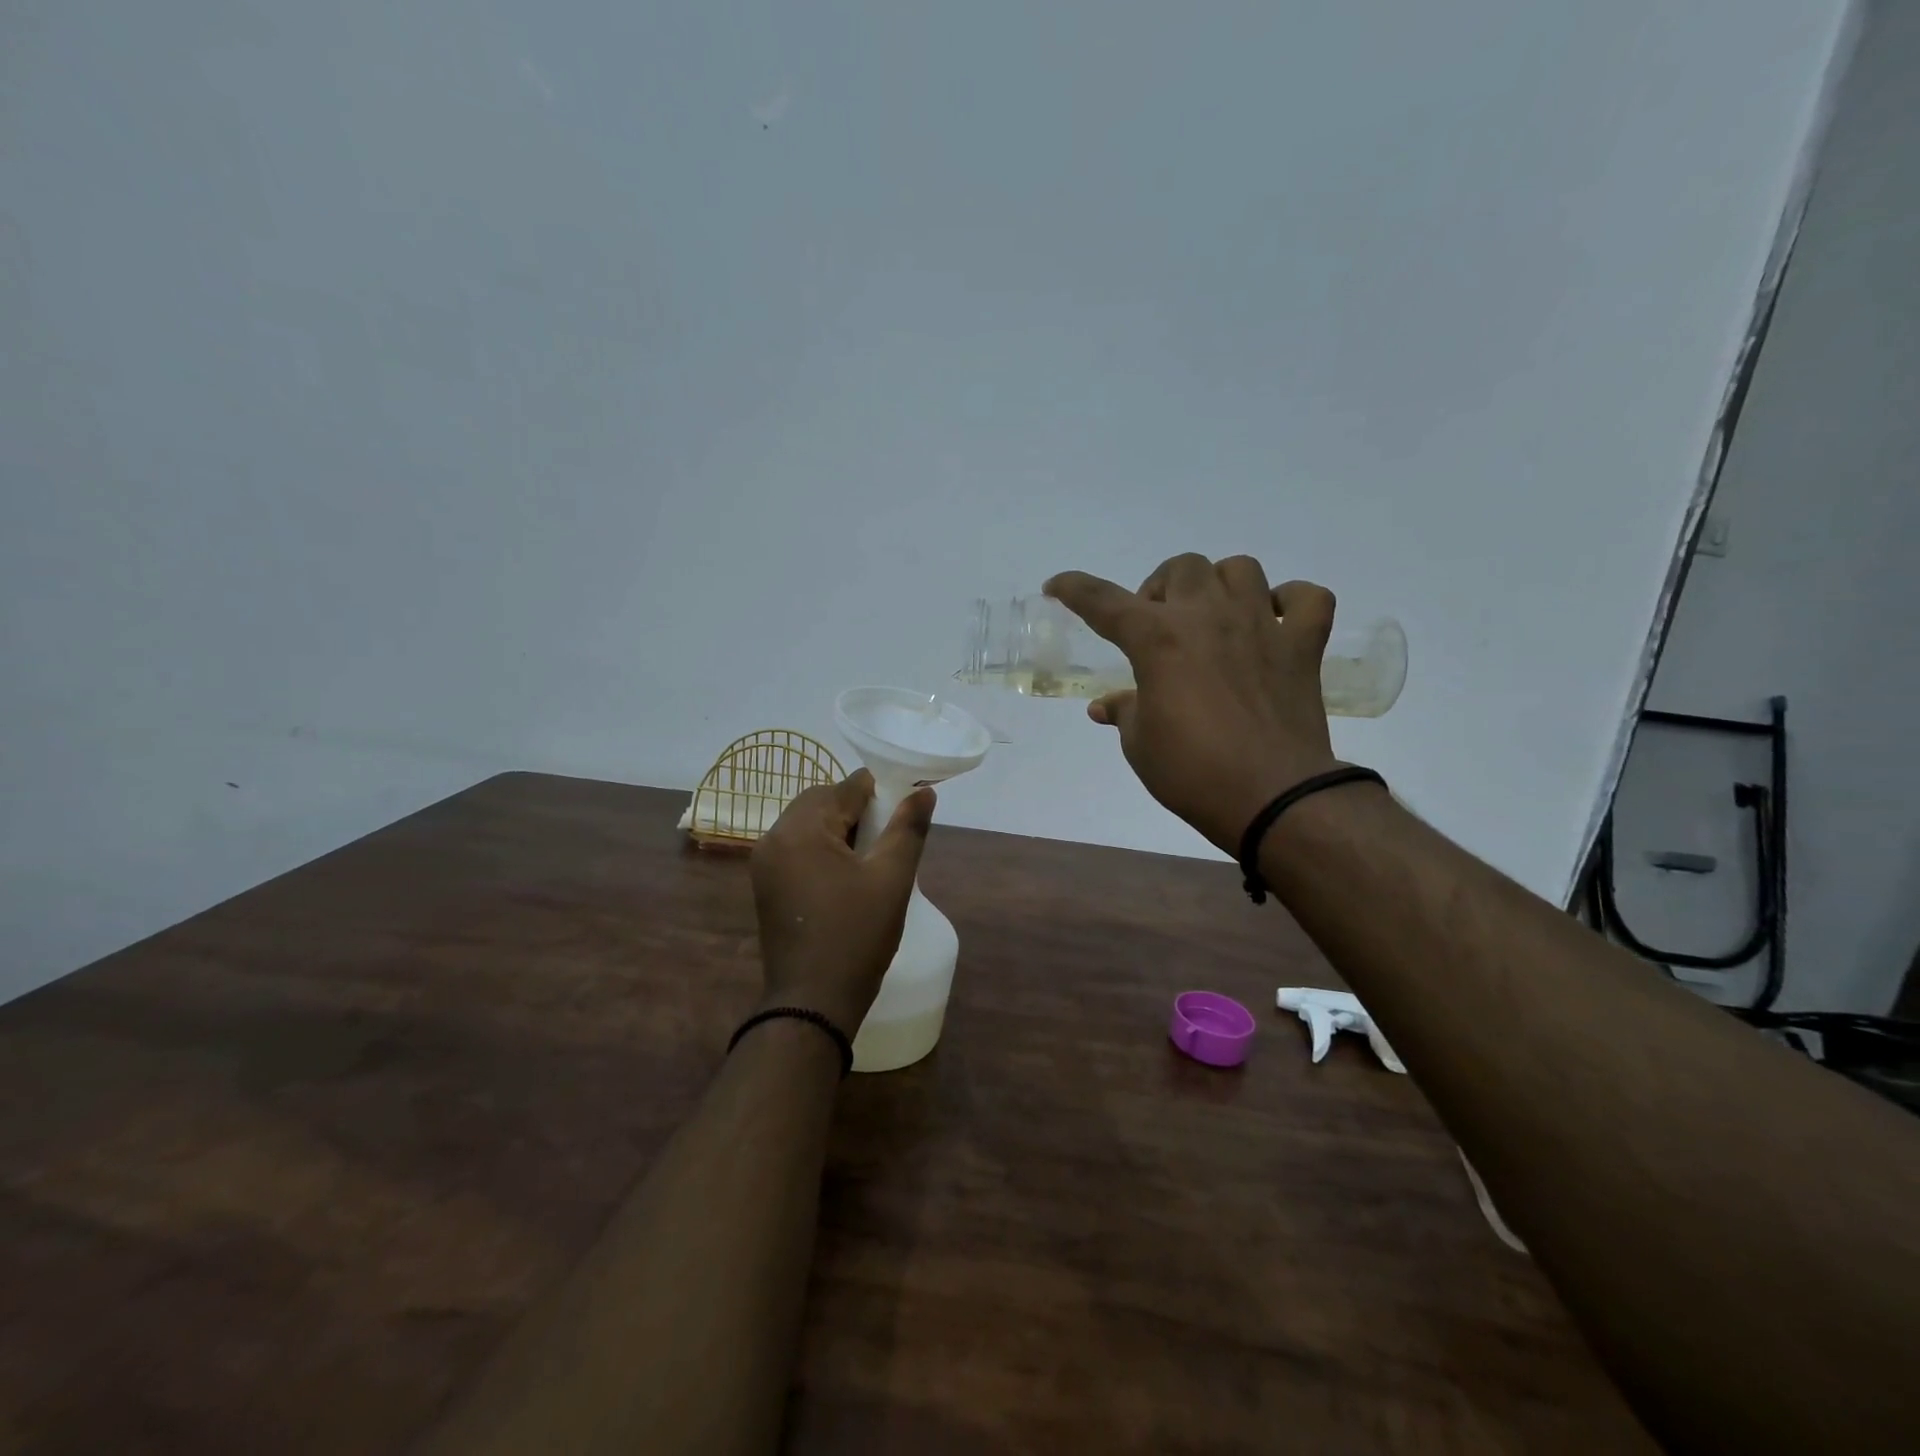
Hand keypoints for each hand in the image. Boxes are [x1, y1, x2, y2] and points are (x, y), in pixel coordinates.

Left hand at [750, 770, 936, 1033]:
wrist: (812, 1003)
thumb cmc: (856, 936)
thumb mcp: (892, 878)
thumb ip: (908, 828)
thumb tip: (924, 792)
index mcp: (800, 830)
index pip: (844, 788)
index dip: (878, 792)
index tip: (903, 810)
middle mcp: (774, 838)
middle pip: (820, 802)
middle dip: (856, 809)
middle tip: (887, 836)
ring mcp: (765, 864)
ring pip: (807, 825)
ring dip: (839, 829)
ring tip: (871, 856)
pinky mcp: (766, 886)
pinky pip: (797, 848)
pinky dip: (822, 848)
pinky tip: (847, 874)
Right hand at [1045, 554, 1342, 854]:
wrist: (1272, 797)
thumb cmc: (1192, 772)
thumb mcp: (1140, 745)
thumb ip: (1124, 712)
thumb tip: (1105, 706)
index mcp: (1157, 639)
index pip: (1103, 601)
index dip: (1074, 589)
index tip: (1056, 587)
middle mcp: (1208, 616)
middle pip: (1181, 567)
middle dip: (1161, 588)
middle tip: (1157, 626)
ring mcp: (1262, 625)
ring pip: (1240, 569)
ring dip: (1219, 585)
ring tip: (1213, 616)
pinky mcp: (1303, 646)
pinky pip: (1308, 598)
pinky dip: (1291, 602)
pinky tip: (1275, 622)